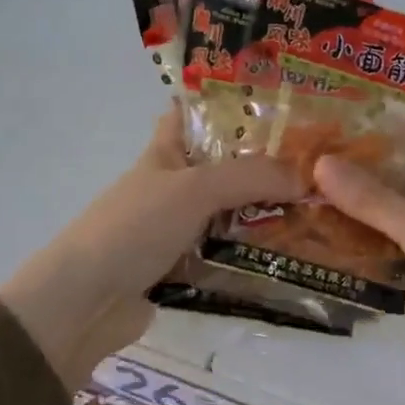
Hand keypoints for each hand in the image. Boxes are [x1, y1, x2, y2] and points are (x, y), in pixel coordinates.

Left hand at [0, 107, 302, 387]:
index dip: (221, 104)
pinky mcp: (179, 271)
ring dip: (263, 216)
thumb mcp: (194, 188)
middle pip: (221, 170)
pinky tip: (289, 258)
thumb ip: (250, 177)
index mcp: (163, 155)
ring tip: (319, 212)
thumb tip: (304, 178)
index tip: (272, 102)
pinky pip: (223, 257)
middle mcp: (170, 189)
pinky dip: (249, 257)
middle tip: (317, 166)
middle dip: (263, 166)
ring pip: (227, 215)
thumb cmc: (135, 227)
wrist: (85, 302)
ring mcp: (174, 231)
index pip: (189, 116)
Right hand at [314, 133, 404, 404]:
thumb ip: (374, 200)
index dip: (382, 130)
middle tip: (305, 166)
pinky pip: (393, 262)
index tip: (334, 121)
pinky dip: (366, 255)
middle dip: (359, 174)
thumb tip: (321, 161)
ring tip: (307, 202)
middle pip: (399, 184)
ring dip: (358, 216)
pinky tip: (331, 252)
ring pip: (392, 224)